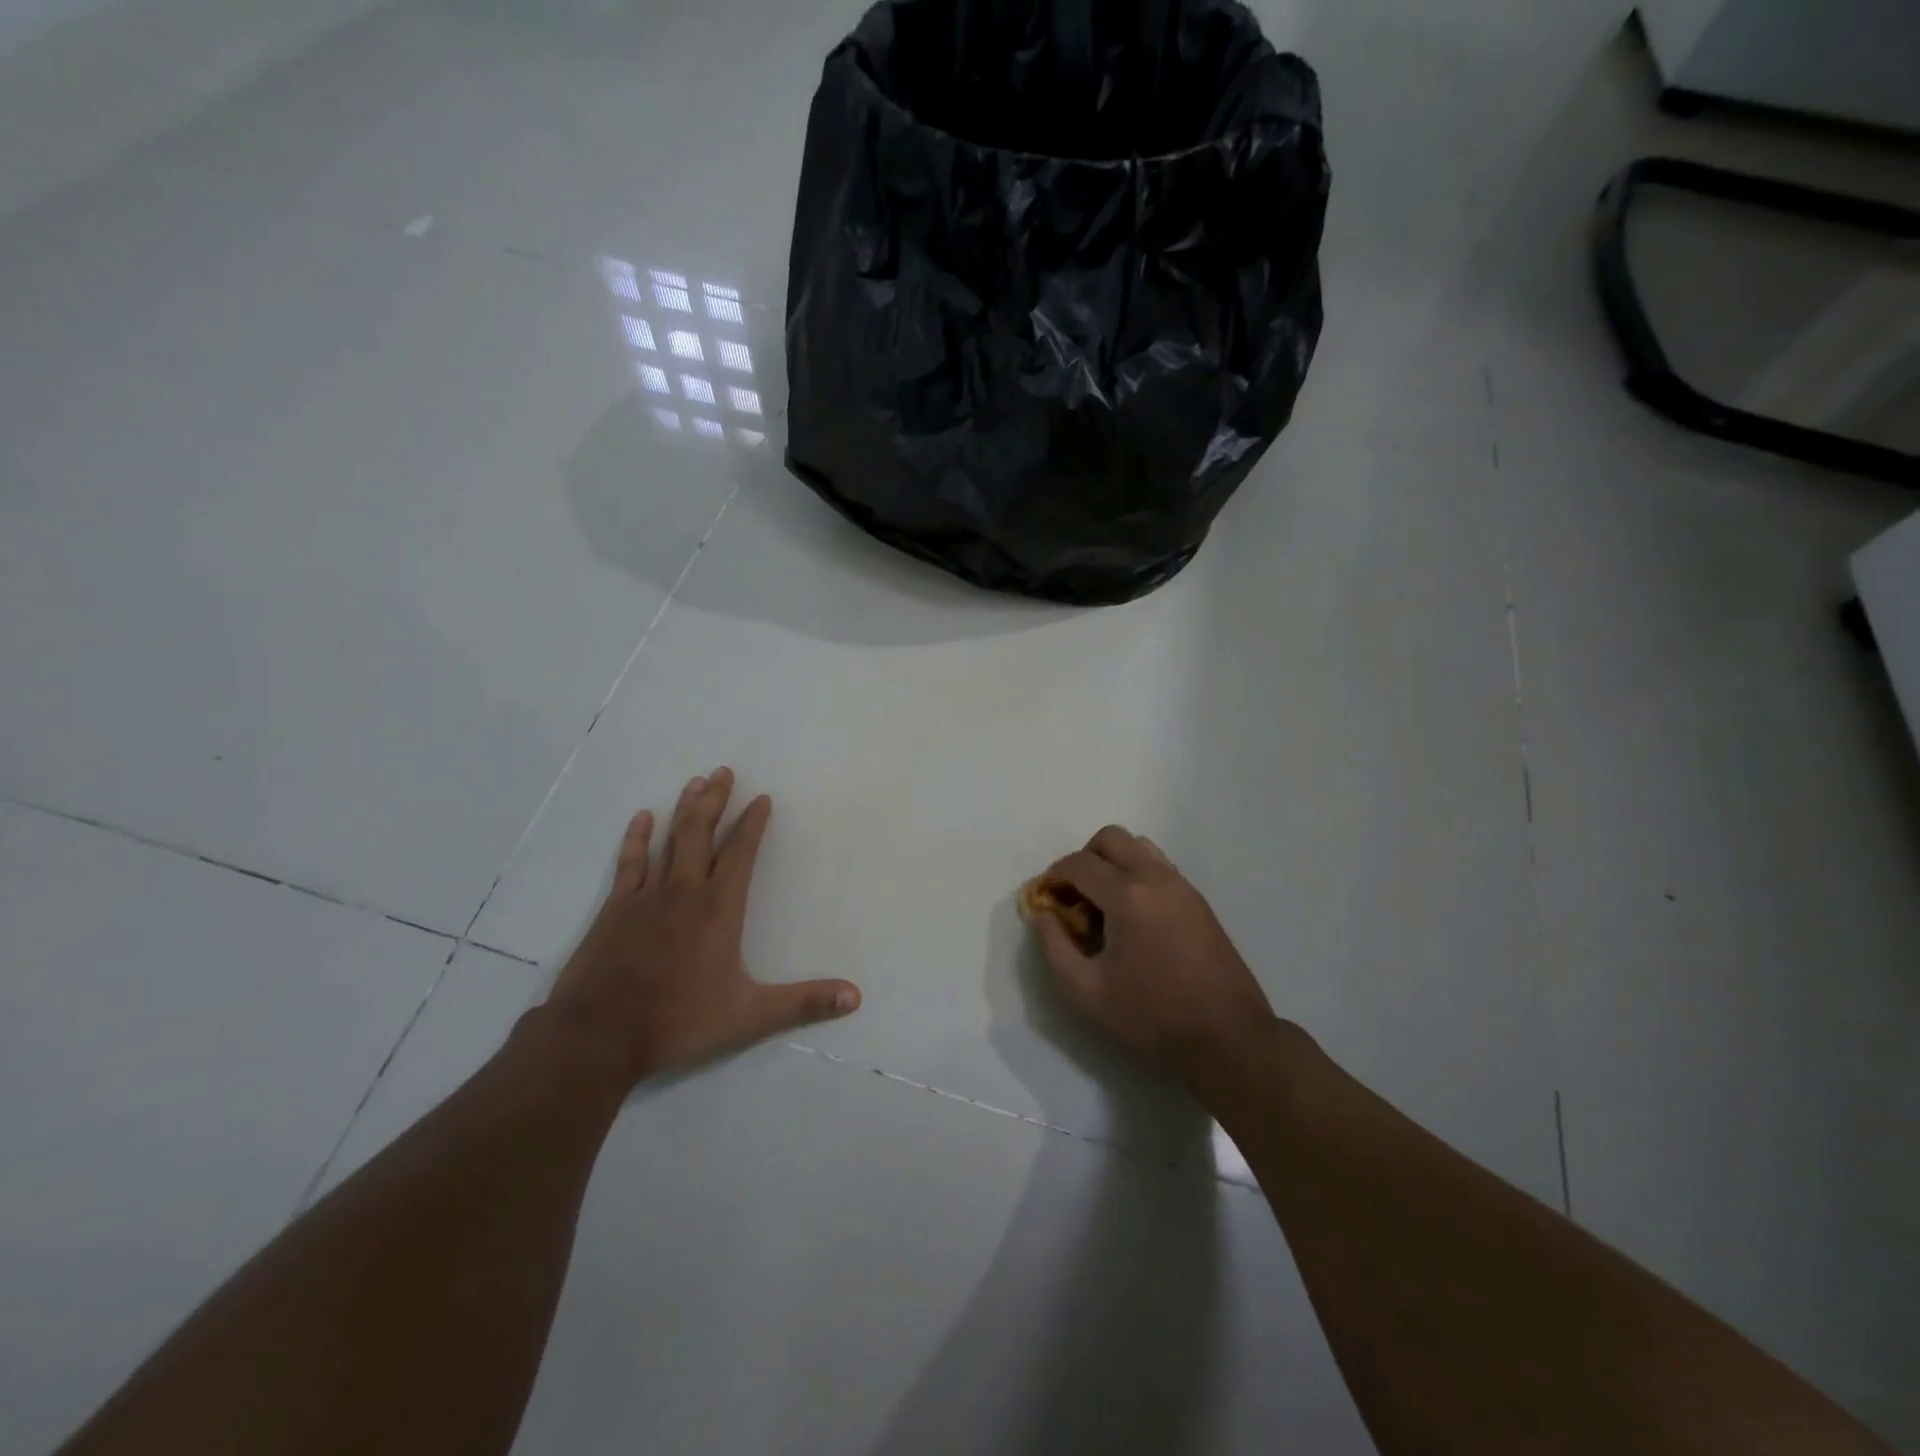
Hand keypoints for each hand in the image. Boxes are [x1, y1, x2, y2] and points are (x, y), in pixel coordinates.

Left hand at [540, 768, 860, 1089]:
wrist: (599, 1034)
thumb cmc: (679, 1021)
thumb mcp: (749, 1016)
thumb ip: (803, 1002)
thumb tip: (855, 997)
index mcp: (719, 909)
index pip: (741, 853)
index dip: (753, 824)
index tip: (762, 798)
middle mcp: (684, 892)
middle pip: (701, 833)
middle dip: (715, 800)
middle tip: (724, 771)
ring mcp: (646, 896)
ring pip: (669, 840)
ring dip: (684, 810)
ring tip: (695, 782)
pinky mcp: (615, 908)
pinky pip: (629, 863)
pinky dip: (637, 838)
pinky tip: (643, 818)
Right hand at [1030, 826, 1276, 1080]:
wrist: (1228, 1039)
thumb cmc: (1152, 1018)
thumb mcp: (1086, 993)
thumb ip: (1054, 947)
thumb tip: (1042, 914)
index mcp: (1128, 896)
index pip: (1079, 863)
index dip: (1053, 876)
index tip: (1044, 900)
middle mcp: (1156, 878)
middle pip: (1111, 838)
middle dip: (1084, 860)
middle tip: (1074, 898)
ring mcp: (1182, 887)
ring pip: (1139, 847)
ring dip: (1113, 864)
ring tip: (1104, 906)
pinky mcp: (1199, 902)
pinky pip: (1159, 868)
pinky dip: (1136, 876)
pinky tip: (1133, 919)